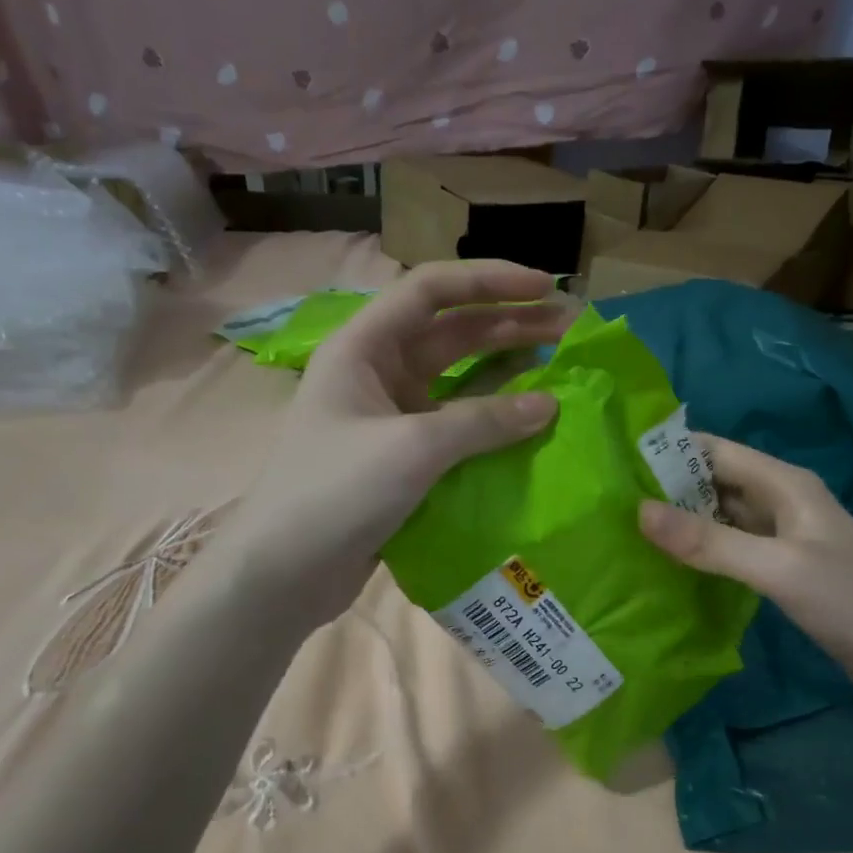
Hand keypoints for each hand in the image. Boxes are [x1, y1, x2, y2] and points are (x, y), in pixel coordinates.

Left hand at [230, 260, 571, 629]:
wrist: (284, 572)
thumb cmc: (336, 493)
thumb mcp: (413, 447)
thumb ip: (483, 422)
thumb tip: (549, 405)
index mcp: (363, 348)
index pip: (431, 290)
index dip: (490, 281)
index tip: (543, 287)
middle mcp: (377, 373)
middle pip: (451, 333)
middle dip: (509, 325)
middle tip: (568, 328)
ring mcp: (390, 419)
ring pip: (457, 381)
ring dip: (505, 372)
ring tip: (559, 367)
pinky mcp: (402, 460)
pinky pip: (455, 428)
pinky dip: (490, 423)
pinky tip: (528, 426)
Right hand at [638, 435, 852, 704]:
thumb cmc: (852, 600)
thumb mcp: (778, 567)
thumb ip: (710, 542)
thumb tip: (639, 512)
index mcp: (784, 484)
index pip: (714, 451)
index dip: (667, 453)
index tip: (616, 465)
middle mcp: (780, 501)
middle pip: (714, 483)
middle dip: (667, 490)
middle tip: (610, 506)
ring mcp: (781, 537)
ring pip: (720, 518)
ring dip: (682, 523)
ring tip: (626, 534)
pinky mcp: (781, 569)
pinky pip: (730, 549)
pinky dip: (701, 553)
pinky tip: (668, 567)